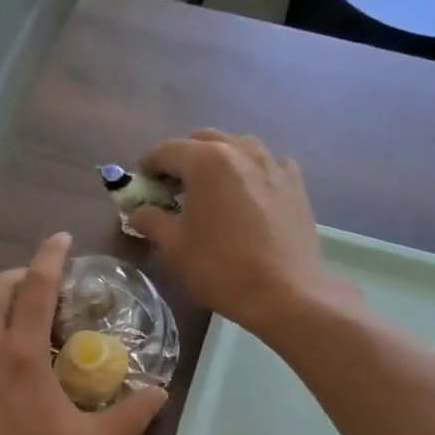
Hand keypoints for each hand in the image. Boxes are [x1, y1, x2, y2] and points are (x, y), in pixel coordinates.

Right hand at [128, 129, 349, 335]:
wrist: (285, 293)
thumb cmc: (221, 269)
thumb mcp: (176, 248)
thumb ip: (152, 221)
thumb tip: (138, 213)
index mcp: (206, 161)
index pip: (167, 150)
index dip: (148, 165)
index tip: (141, 183)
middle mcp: (241, 150)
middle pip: (203, 141)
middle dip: (183, 158)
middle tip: (174, 188)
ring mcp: (273, 164)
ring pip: (238, 147)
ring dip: (218, 160)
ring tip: (212, 189)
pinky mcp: (296, 183)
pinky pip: (267, 164)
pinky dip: (251, 172)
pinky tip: (248, 196)